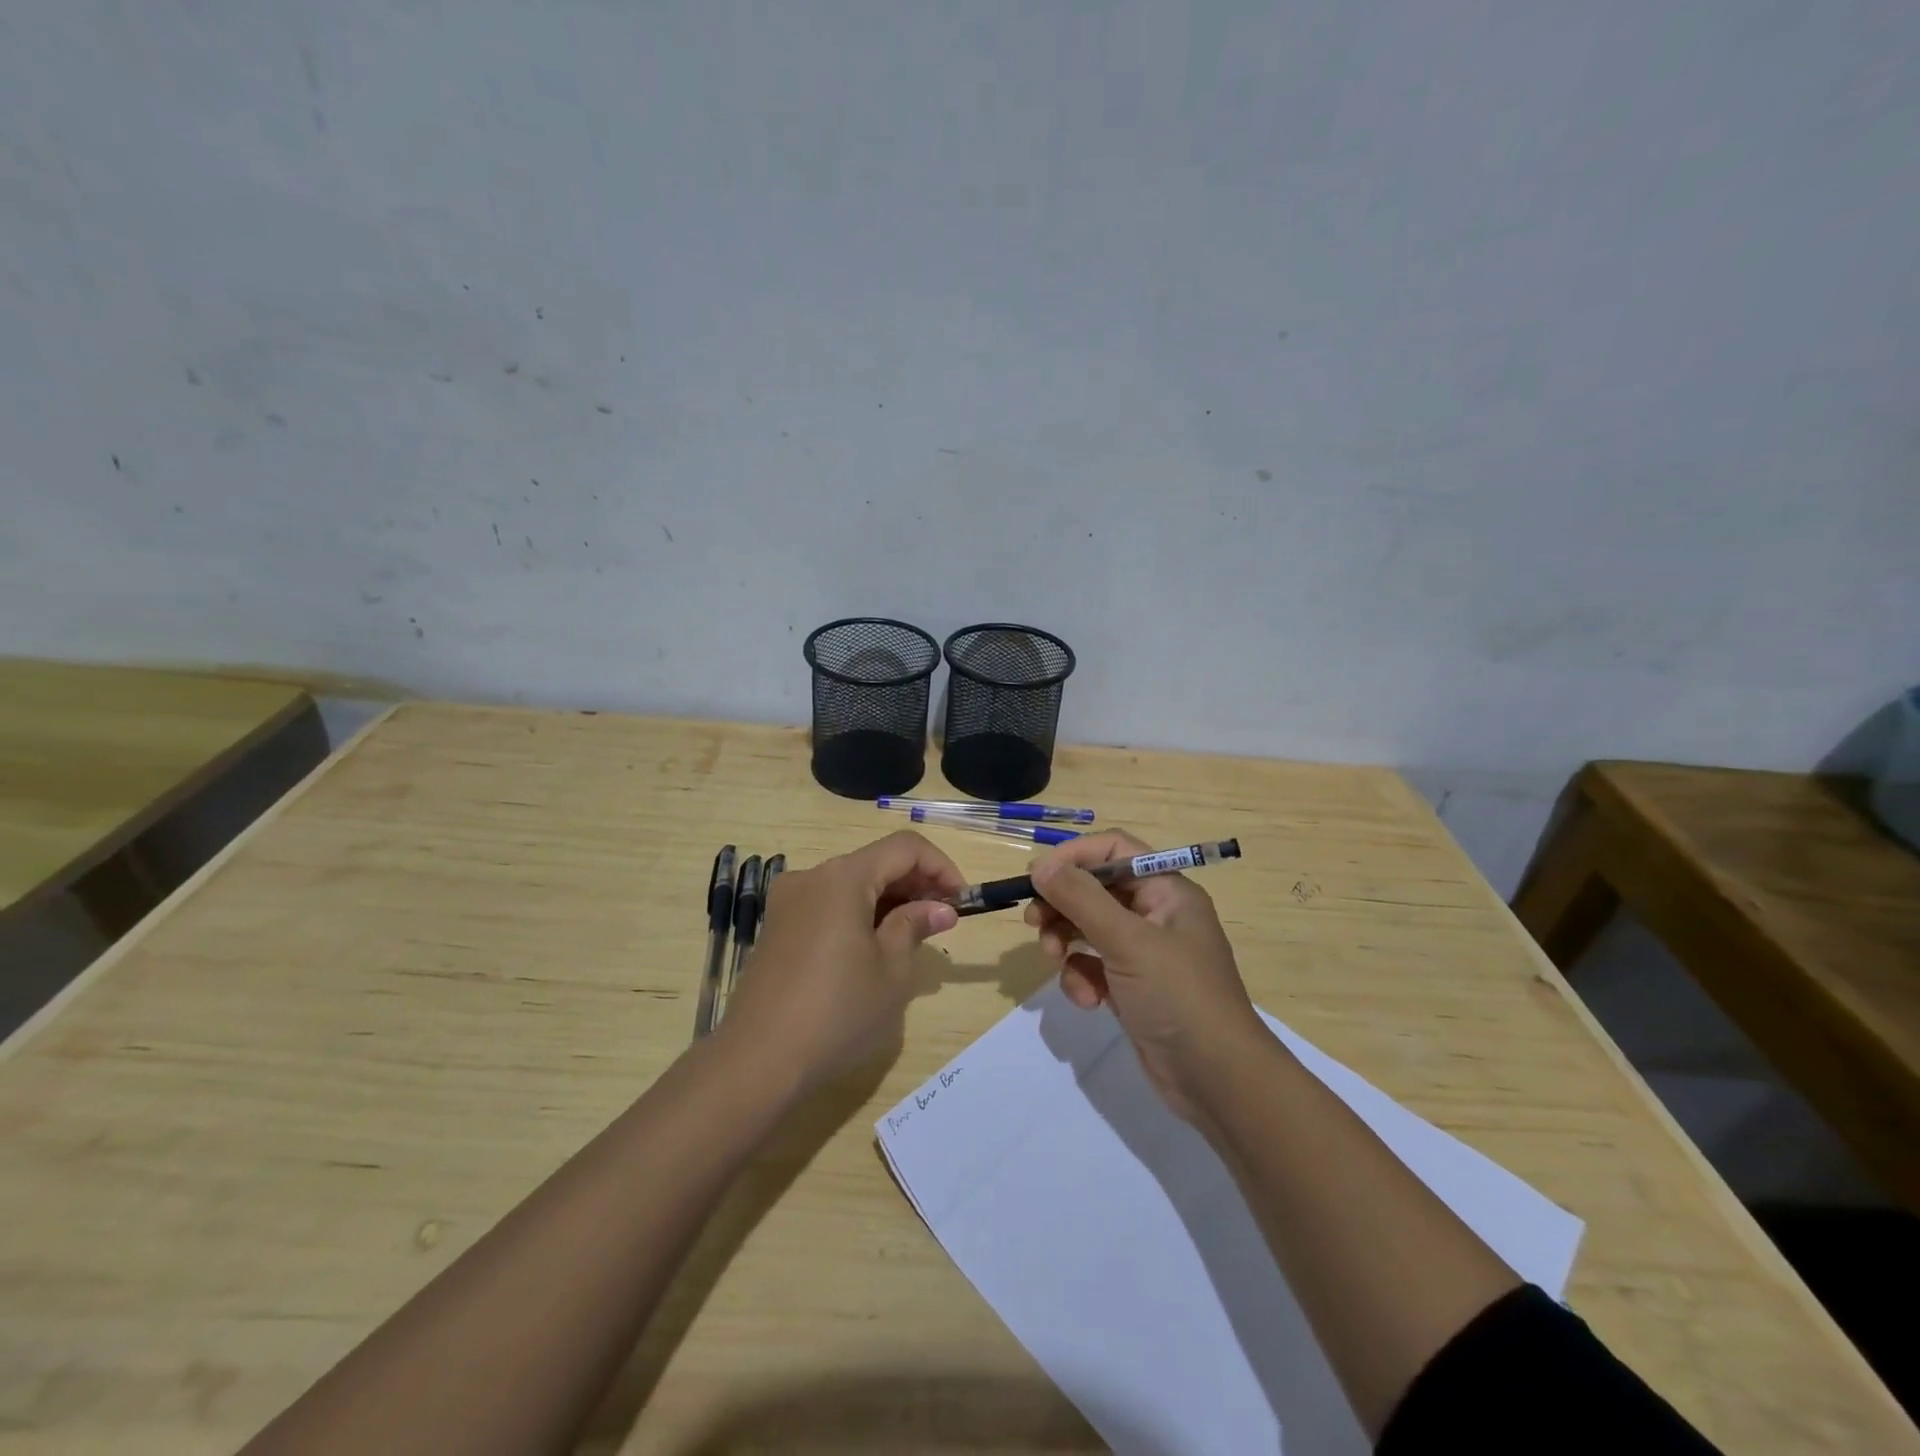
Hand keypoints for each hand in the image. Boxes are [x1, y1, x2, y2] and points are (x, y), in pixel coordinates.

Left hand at [720, 831, 963, 1090]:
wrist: (758, 1061)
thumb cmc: (837, 1012)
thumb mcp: (892, 970)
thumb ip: (915, 926)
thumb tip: (939, 908)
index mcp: (843, 877)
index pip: (904, 848)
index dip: (940, 867)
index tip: (961, 901)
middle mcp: (812, 877)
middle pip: (875, 862)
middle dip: (915, 884)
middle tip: (943, 920)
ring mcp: (789, 902)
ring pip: (852, 883)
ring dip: (889, 900)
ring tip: (914, 936)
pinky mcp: (778, 927)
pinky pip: (829, 904)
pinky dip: (860, 913)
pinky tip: (875, 948)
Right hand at [1026, 830, 1263, 1121]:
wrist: (1217, 1081)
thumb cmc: (1178, 996)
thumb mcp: (1127, 941)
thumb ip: (1081, 899)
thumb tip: (1040, 866)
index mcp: (1166, 891)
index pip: (1115, 850)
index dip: (1075, 856)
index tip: (1038, 875)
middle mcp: (1156, 914)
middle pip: (1096, 889)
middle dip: (1063, 904)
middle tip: (1034, 922)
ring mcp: (1144, 953)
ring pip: (1089, 928)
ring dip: (1066, 941)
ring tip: (1054, 959)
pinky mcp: (1132, 987)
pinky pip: (1093, 966)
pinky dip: (1081, 978)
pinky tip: (1087, 1000)